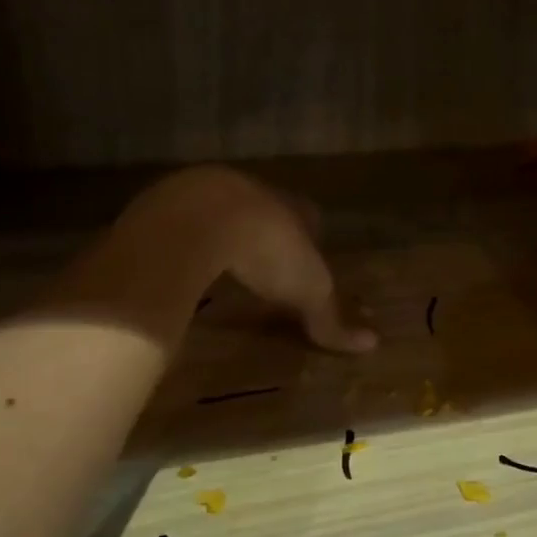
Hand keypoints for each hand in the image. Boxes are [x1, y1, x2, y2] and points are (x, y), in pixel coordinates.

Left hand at [62, 167, 377, 352]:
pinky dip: (184, 238)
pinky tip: (180, 258)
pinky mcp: (164, 204)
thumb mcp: (307, 289)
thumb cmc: (267, 250)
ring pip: (219, 210)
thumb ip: (331, 316)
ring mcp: (205, 193)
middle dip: (264, 230)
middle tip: (263, 257)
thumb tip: (371, 344)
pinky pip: (179, 220)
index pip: (308, 216)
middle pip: (264, 210)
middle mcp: (251, 192)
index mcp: (290, 207)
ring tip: (220, 258)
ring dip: (222, 230)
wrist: (199, 221)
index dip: (309, 235)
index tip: (307, 252)